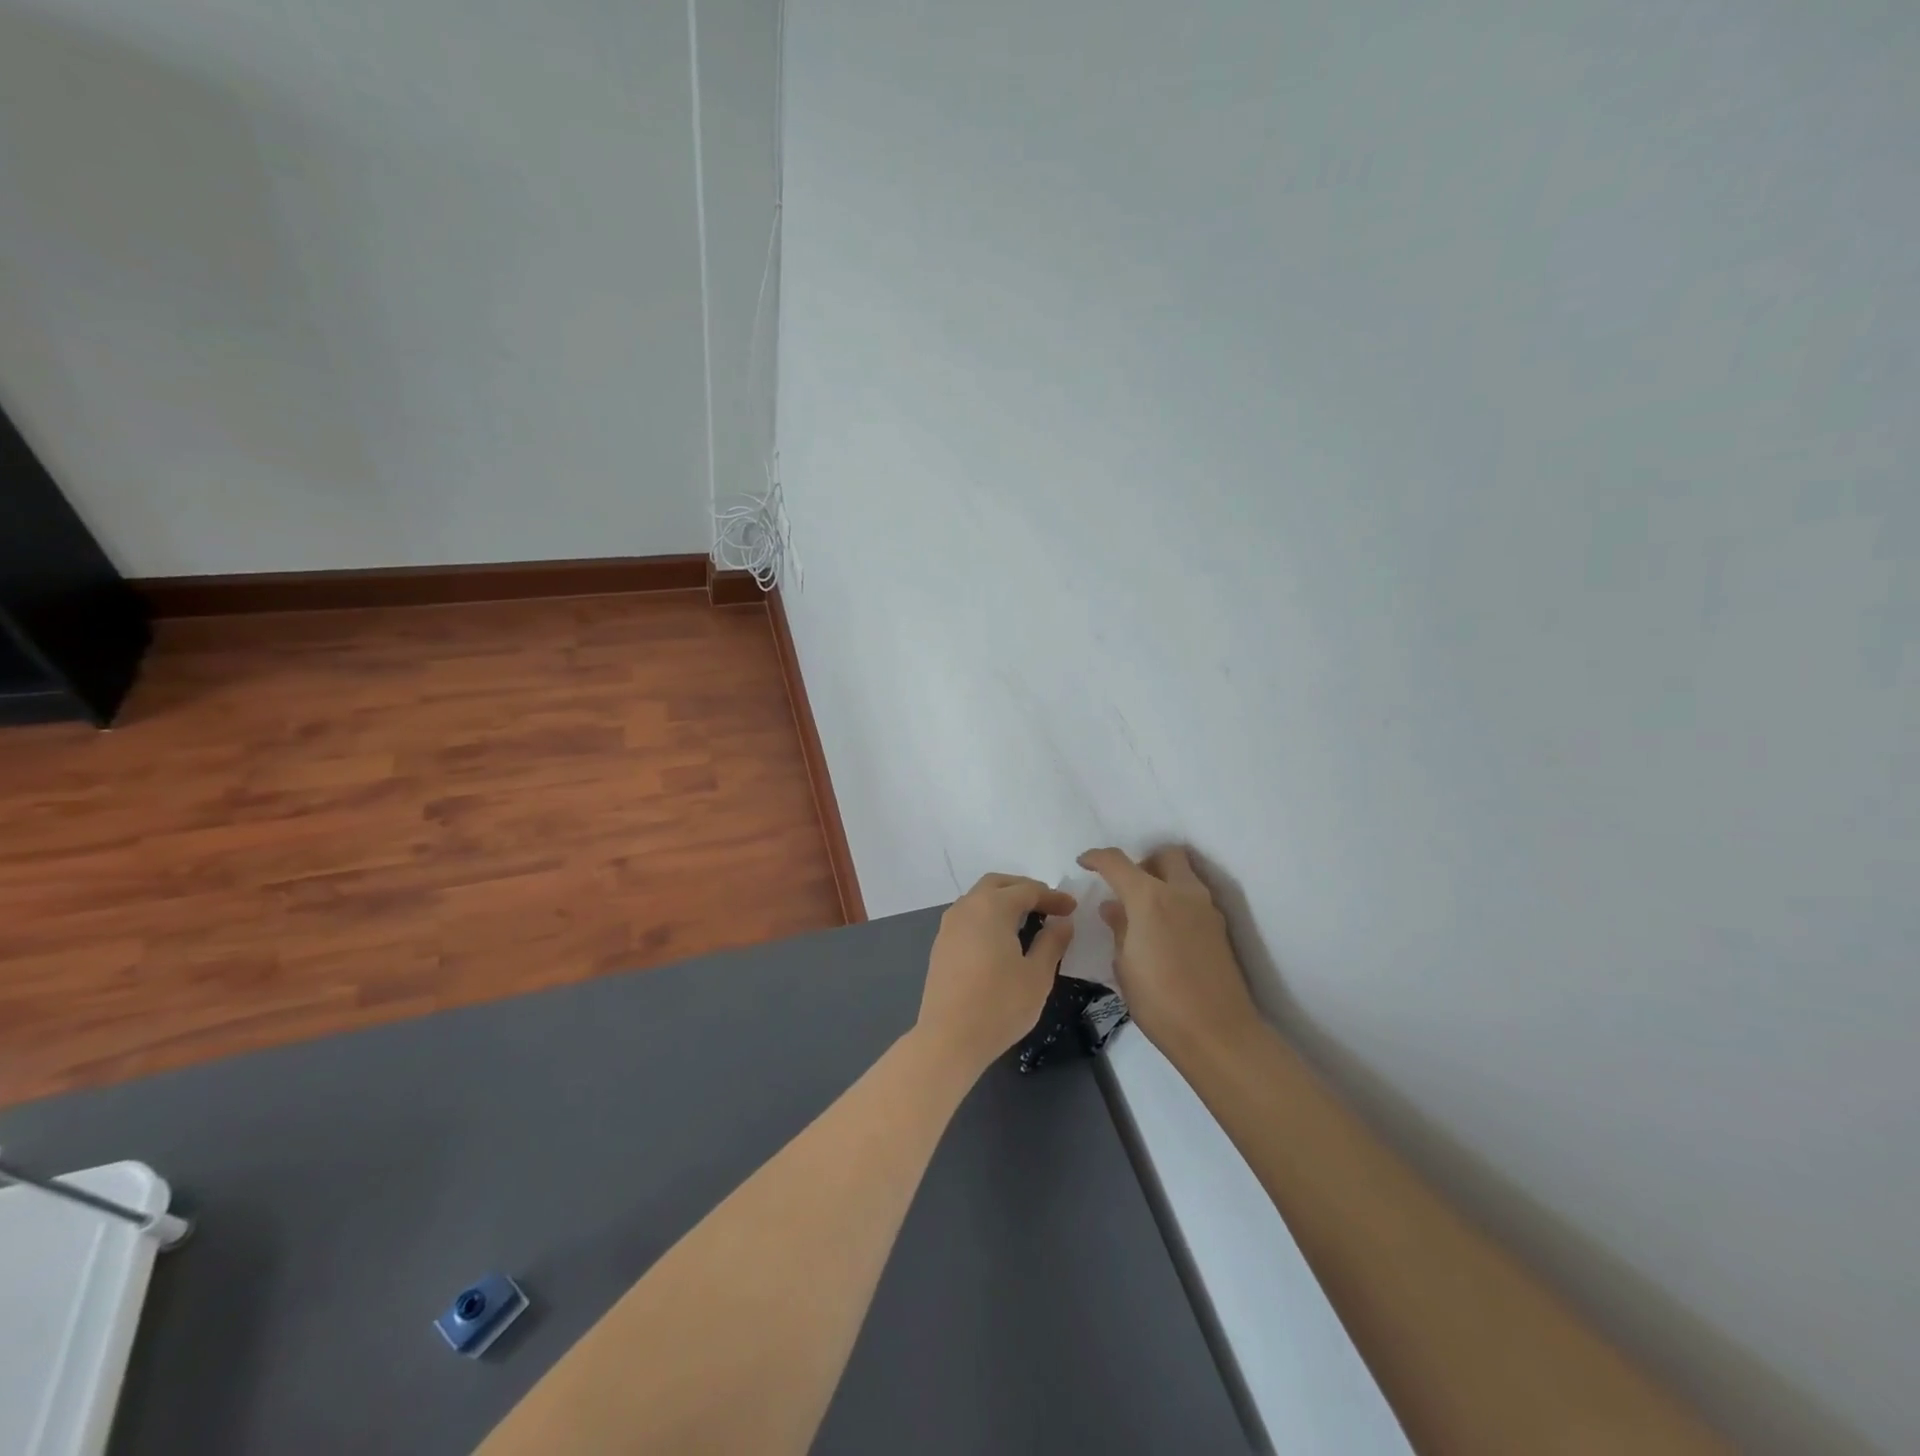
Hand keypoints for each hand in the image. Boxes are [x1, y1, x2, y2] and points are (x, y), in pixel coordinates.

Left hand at [918, 874, 1076, 1073]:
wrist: (949, 1038)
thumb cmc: (999, 1005)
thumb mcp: (1037, 975)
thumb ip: (1052, 942)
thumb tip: (1062, 922)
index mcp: (992, 907)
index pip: (1028, 890)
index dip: (1053, 897)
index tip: (1072, 908)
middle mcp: (967, 907)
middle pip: (998, 884)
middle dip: (1025, 889)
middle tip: (1048, 905)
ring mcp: (949, 925)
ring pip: (979, 898)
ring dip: (1004, 900)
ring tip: (1028, 920)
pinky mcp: (941, 944)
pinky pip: (969, 916)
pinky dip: (988, 916)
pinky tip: (1002, 938)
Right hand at [1077, 846, 1260, 1062]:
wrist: (1218, 1034)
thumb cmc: (1159, 1001)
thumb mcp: (1124, 965)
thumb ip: (1119, 928)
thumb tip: (1114, 907)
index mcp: (1150, 898)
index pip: (1118, 862)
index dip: (1097, 858)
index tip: (1084, 863)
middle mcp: (1182, 893)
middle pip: (1165, 855)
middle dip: (1143, 862)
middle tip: (1126, 887)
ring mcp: (1206, 909)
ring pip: (1184, 874)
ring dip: (1163, 880)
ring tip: (1143, 911)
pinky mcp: (1219, 928)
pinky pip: (1193, 898)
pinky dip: (1176, 901)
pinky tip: (1163, 930)